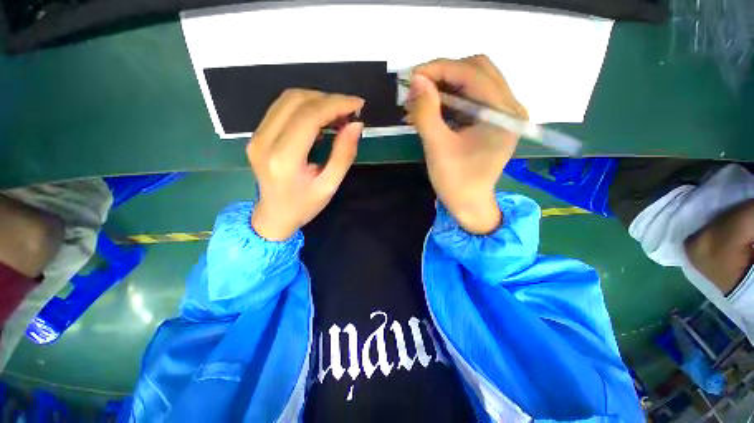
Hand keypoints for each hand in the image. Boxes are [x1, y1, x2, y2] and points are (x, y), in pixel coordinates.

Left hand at [248, 89, 363, 240]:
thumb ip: (344, 154)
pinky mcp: (257, 134)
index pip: (309, 116)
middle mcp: (264, 141)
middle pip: (297, 101)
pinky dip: (305, 107)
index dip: (336, 104)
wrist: (274, 215)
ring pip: (288, 99)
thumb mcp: (330, 185)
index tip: (358, 104)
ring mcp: (256, 136)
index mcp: (284, 159)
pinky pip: (282, 108)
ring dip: (317, 100)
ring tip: (338, 114)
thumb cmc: (305, 205)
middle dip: (328, 100)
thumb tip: (356, 125)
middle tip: (350, 111)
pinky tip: (320, 120)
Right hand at [405, 55, 527, 233]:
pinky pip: (469, 99)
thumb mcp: (437, 148)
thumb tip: (415, 80)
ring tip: (418, 101)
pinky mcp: (491, 121)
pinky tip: (428, 110)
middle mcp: (509, 107)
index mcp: (504, 114)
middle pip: (476, 71)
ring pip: (472, 83)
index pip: (473, 74)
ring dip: (443, 87)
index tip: (411, 76)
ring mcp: (502, 113)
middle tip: (416, 88)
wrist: (469, 204)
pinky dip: (447, 101)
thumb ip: (427, 112)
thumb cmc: (456, 182)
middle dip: (443, 75)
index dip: (440, 69)